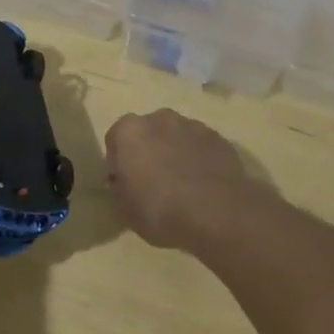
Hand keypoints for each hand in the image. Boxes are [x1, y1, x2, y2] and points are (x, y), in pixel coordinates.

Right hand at [105, 109, 262, 251]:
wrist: (219, 215)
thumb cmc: (161, 211)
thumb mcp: (125, 210)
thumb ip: (119, 188)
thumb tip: (123, 181)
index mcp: (129, 131)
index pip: (115, 140)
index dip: (119, 163)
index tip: (126, 185)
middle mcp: (159, 118)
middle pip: (147, 133)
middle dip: (148, 152)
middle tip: (153, 183)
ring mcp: (192, 125)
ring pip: (175, 137)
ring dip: (174, 153)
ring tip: (182, 186)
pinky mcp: (219, 138)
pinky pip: (200, 147)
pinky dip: (198, 160)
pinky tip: (203, 186)